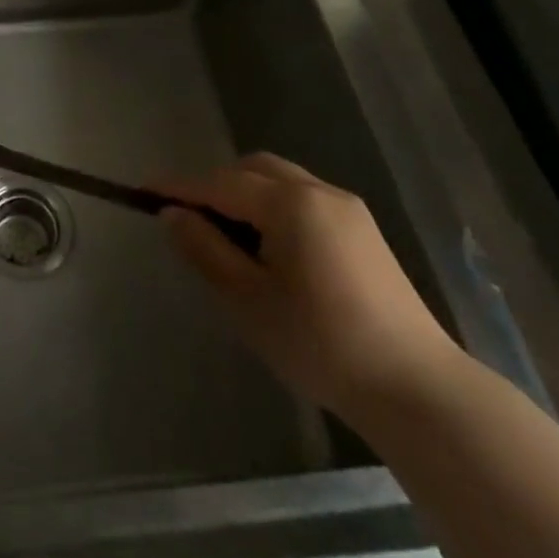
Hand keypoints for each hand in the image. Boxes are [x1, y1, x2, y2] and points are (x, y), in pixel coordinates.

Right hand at [156, 154, 462, 422]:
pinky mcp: (364, 231)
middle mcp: (319, 191)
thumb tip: (171, 214)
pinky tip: (270, 248)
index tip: (143, 192)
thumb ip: (205, 249)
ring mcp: (348, 209)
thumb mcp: (247, 300)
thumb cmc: (320, 343)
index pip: (219, 183)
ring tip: (227, 236)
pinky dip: (274, 207)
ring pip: (281, 180)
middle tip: (190, 219)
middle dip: (215, 184)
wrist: (416, 388)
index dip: (179, 187)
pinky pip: (304, 199)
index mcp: (290, 203)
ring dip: (246, 194)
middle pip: (253, 169)